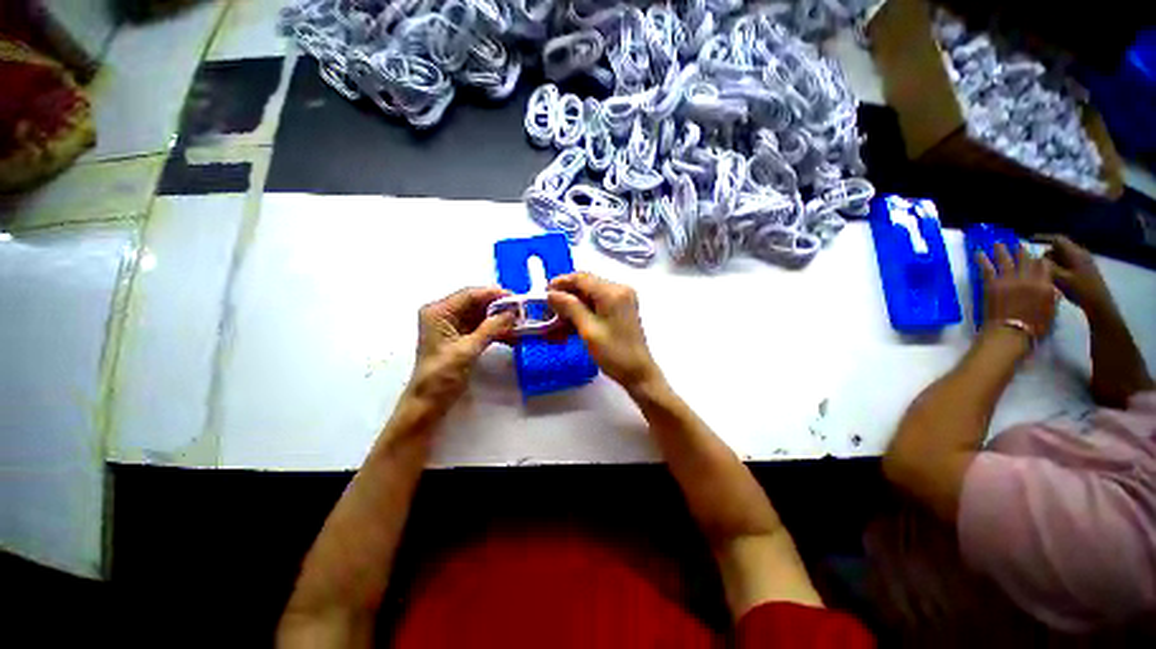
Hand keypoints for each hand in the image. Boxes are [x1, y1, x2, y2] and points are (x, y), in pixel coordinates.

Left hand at [405, 287, 513, 415]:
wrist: (429, 403)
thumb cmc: (442, 375)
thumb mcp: (468, 350)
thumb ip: (491, 328)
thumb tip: (512, 312)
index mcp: (439, 312)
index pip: (470, 295)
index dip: (494, 294)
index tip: (517, 298)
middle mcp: (444, 314)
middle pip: (476, 303)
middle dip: (499, 307)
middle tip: (523, 311)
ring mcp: (452, 326)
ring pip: (481, 315)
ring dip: (499, 319)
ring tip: (521, 323)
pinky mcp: (460, 337)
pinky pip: (481, 327)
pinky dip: (495, 330)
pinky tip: (512, 334)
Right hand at [546, 272, 660, 390]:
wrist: (638, 372)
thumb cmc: (614, 353)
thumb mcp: (588, 330)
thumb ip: (570, 307)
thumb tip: (551, 293)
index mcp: (613, 292)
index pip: (581, 278)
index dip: (561, 283)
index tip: (544, 294)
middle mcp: (619, 290)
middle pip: (585, 286)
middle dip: (565, 297)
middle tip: (548, 311)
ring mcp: (621, 300)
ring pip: (589, 296)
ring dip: (572, 307)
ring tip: (555, 322)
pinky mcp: (620, 310)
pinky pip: (597, 305)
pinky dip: (582, 313)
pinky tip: (569, 326)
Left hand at [976, 243, 1057, 341]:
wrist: (1011, 332)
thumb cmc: (1034, 327)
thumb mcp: (1050, 311)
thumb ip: (1050, 296)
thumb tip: (1050, 288)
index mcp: (1045, 285)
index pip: (1044, 265)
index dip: (1040, 259)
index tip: (1037, 255)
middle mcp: (1028, 278)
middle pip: (1025, 260)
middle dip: (1022, 251)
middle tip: (1018, 244)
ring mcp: (1009, 280)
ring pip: (1006, 260)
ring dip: (1001, 250)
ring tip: (997, 242)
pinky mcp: (992, 285)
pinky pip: (987, 269)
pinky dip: (982, 260)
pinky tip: (978, 252)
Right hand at [1040, 234, 1115, 317]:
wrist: (1099, 303)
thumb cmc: (1080, 289)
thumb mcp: (1060, 279)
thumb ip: (1046, 267)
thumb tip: (1034, 259)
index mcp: (1074, 253)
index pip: (1057, 239)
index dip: (1043, 238)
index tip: (1030, 241)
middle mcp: (1079, 253)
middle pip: (1059, 248)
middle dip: (1047, 254)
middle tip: (1035, 265)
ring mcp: (1083, 261)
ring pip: (1063, 256)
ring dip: (1052, 262)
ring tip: (1045, 274)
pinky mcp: (1084, 269)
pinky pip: (1067, 263)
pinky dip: (1059, 268)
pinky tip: (1056, 279)